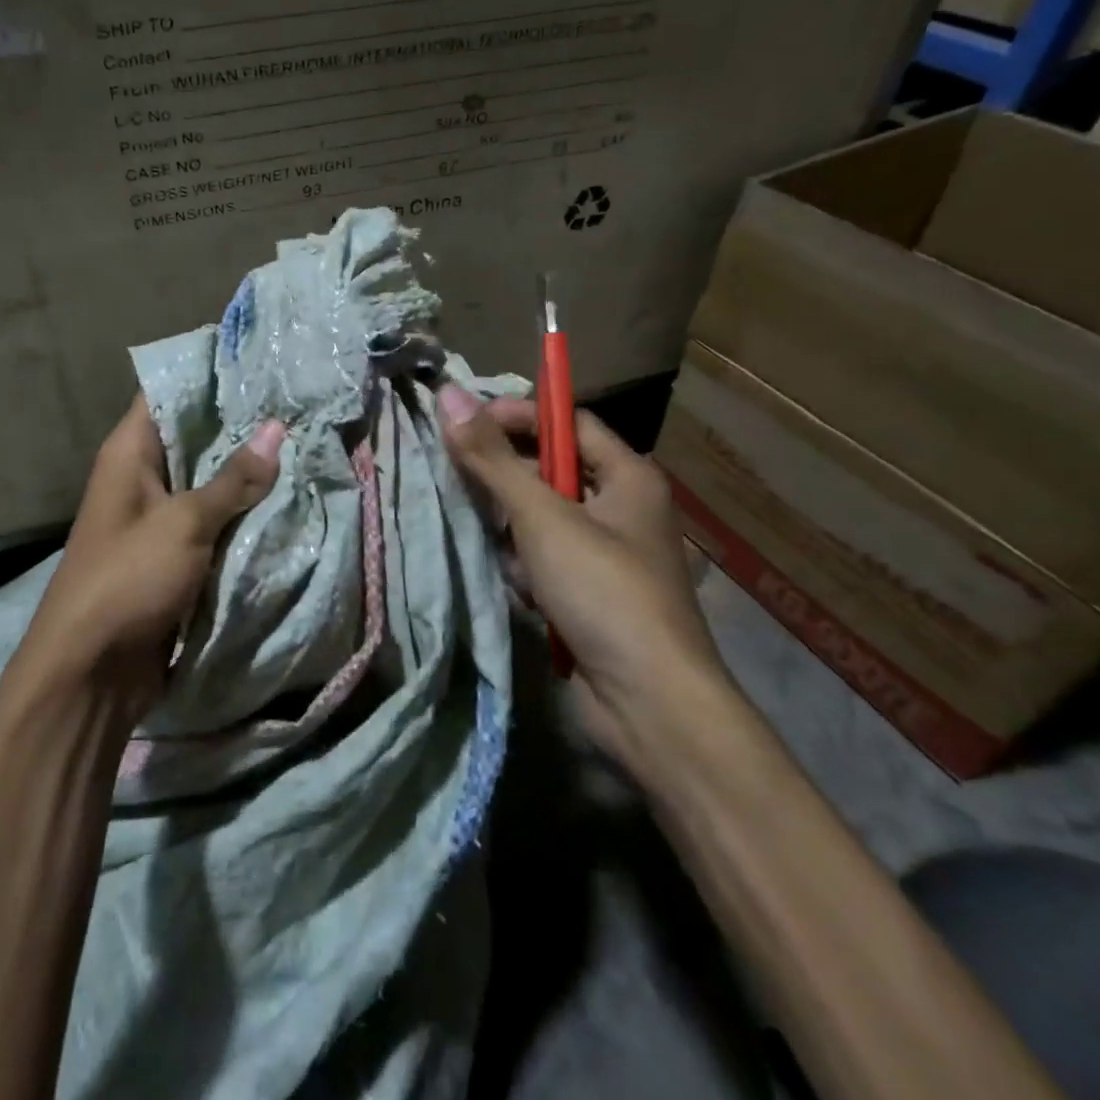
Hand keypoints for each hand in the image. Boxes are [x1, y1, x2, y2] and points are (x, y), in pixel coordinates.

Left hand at [13, 398, 284, 722]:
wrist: (92, 673)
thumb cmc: (127, 579)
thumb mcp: (184, 523)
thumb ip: (232, 478)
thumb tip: (275, 428)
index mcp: (130, 453)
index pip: (168, 393)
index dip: (210, 375)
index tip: (261, 362)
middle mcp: (143, 477)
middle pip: (196, 438)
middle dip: (242, 426)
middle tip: (299, 403)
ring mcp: (160, 518)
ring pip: (210, 482)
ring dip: (249, 473)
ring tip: (305, 442)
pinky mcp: (176, 555)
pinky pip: (215, 522)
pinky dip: (244, 513)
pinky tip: (288, 498)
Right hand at [437, 385, 732, 773]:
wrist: (650, 704)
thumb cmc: (603, 591)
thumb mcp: (542, 516)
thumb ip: (492, 458)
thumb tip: (449, 394)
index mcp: (629, 477)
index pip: (568, 424)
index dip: (520, 416)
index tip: (467, 424)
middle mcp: (623, 510)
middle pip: (551, 472)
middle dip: (508, 480)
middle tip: (464, 483)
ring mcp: (608, 556)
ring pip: (543, 520)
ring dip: (514, 532)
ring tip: (502, 551)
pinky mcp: (590, 596)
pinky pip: (546, 561)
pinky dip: (527, 569)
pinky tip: (521, 590)